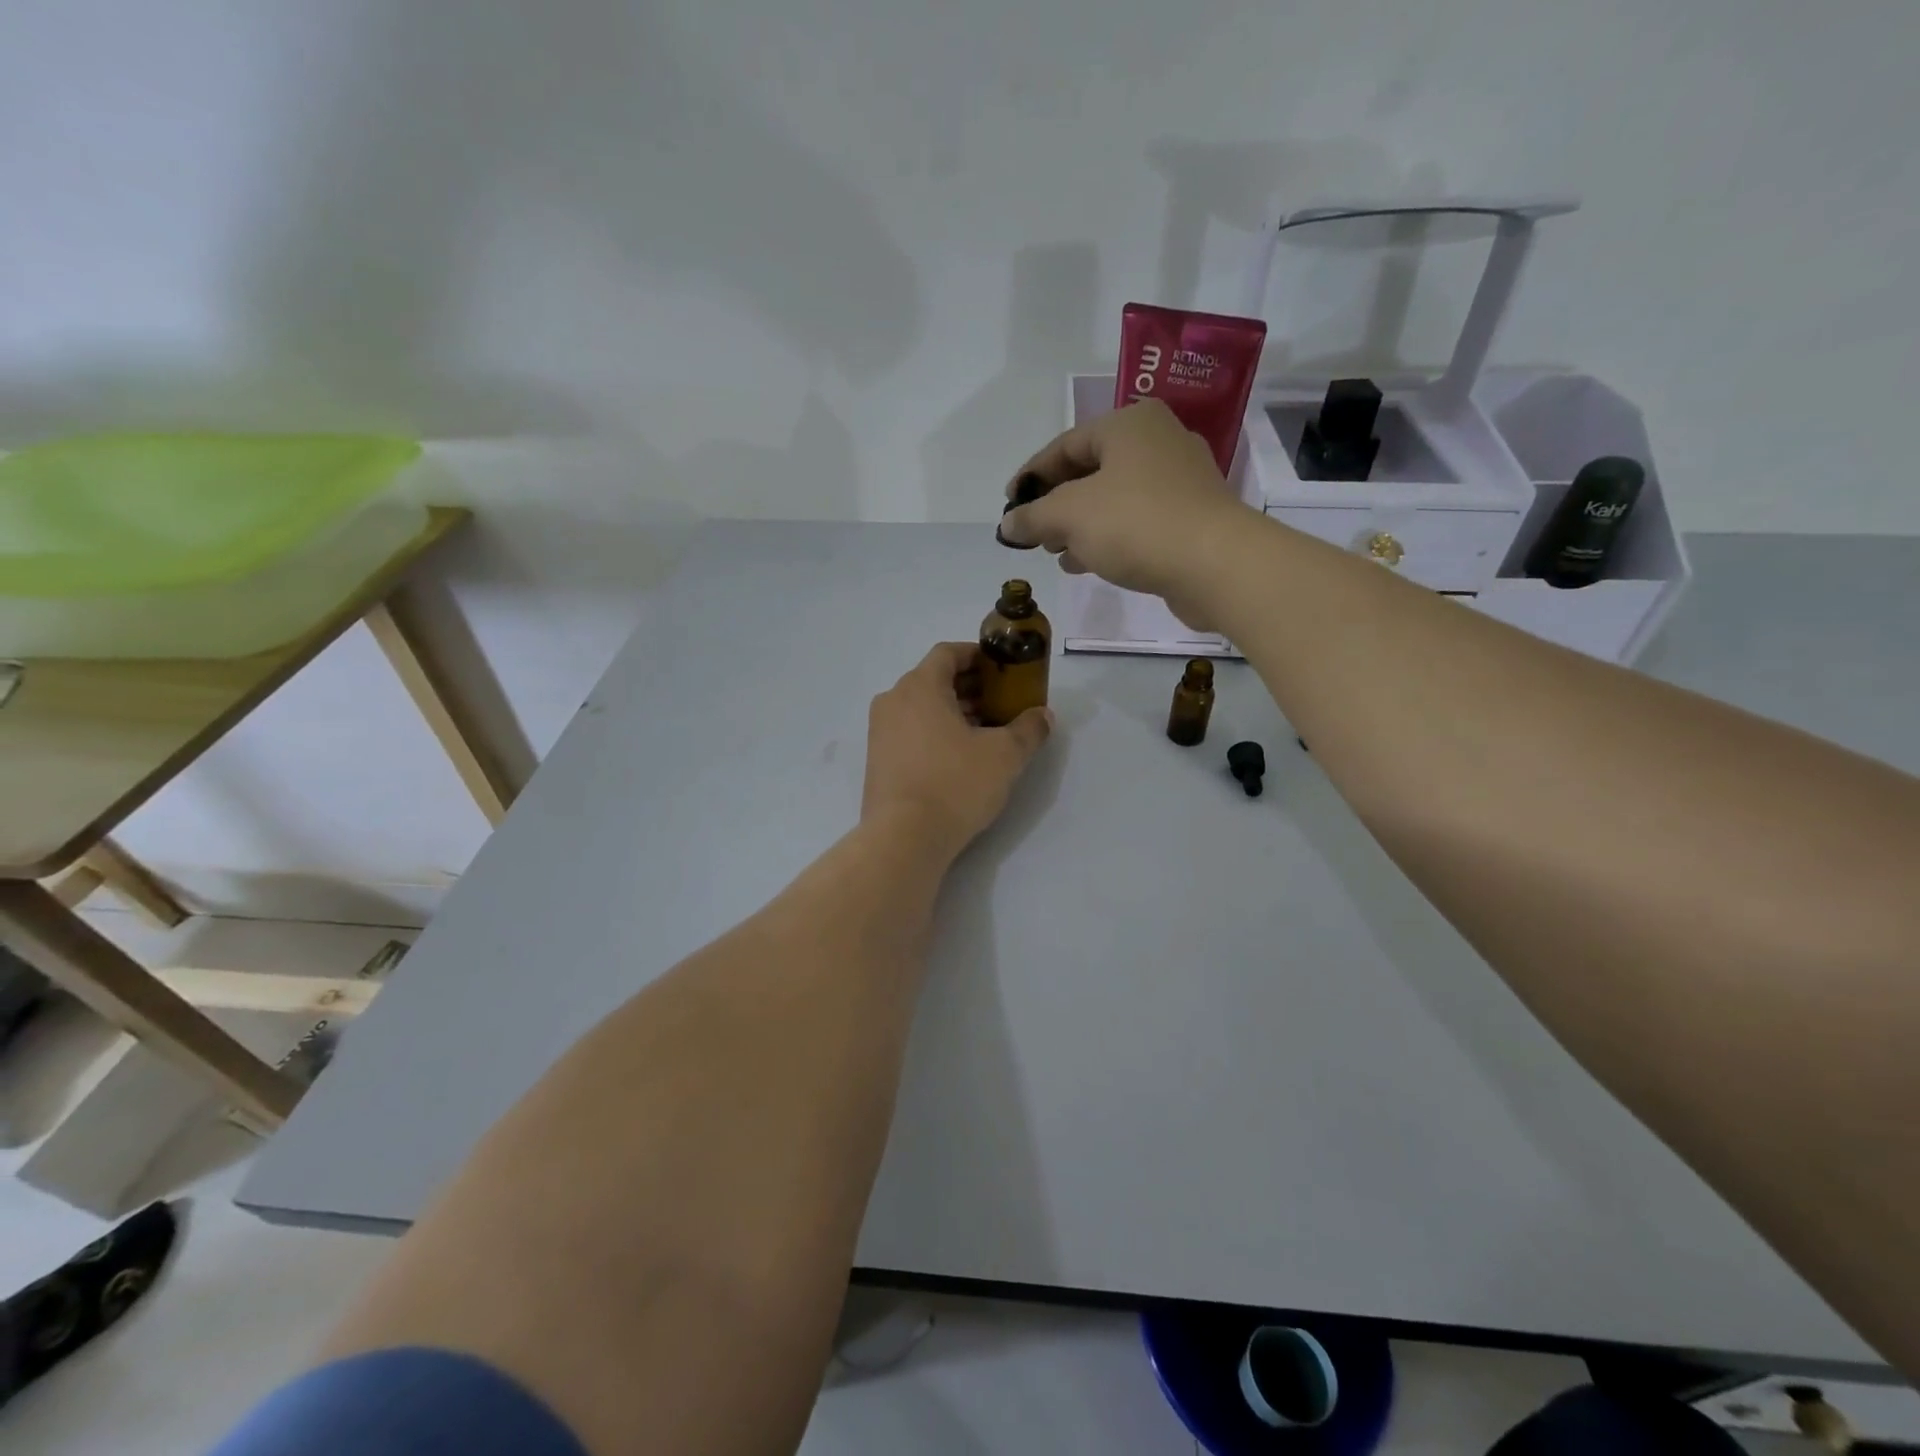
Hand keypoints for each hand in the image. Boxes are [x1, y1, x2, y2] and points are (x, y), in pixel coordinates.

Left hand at [863, 642, 1051, 856]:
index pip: (948, 653)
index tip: (1002, 670)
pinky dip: (935, 733)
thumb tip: (1042, 715)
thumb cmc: (955, 784)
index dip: (977, 656)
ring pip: (922, 708)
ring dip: (954, 712)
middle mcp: (893, 701)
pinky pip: (910, 732)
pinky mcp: (877, 760)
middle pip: (934, 680)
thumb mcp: (1004, 755)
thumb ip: (1028, 729)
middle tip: (1002, 704)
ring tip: (987, 733)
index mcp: (919, 686)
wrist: (903, 839)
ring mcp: (880, 732)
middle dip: (970, 688)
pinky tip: (960, 758)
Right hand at [997, 399, 1261, 631]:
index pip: (1064, 445)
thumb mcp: (1069, 516)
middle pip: (1090, 470)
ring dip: (1080, 525)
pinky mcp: (1191, 516)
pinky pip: (1136, 520)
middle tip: (1033, 532)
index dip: (1030, 476)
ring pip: (1113, 498)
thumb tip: (1008, 525)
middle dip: (1056, 504)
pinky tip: (1086, 562)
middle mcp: (1157, 441)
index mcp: (1128, 424)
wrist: (1215, 564)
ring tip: (1054, 551)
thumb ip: (1032, 517)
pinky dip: (1107, 537)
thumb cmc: (1135, 523)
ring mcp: (1180, 479)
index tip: (1009, 505)